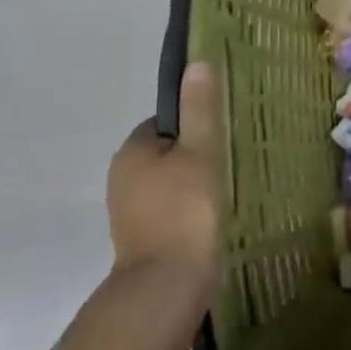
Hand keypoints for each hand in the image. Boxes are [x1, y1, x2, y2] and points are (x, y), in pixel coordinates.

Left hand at [107, 61, 222, 281]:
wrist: (167, 285)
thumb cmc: (185, 210)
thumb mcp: (200, 152)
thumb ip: (199, 110)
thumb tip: (197, 63)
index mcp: (131, 151)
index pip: (164, 123)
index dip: (193, 126)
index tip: (220, 136)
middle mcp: (122, 178)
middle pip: (166, 153)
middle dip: (194, 156)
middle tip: (228, 162)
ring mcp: (130, 212)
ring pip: (169, 184)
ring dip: (193, 185)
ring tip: (225, 190)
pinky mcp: (144, 239)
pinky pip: (170, 210)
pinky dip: (189, 211)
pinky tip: (213, 217)